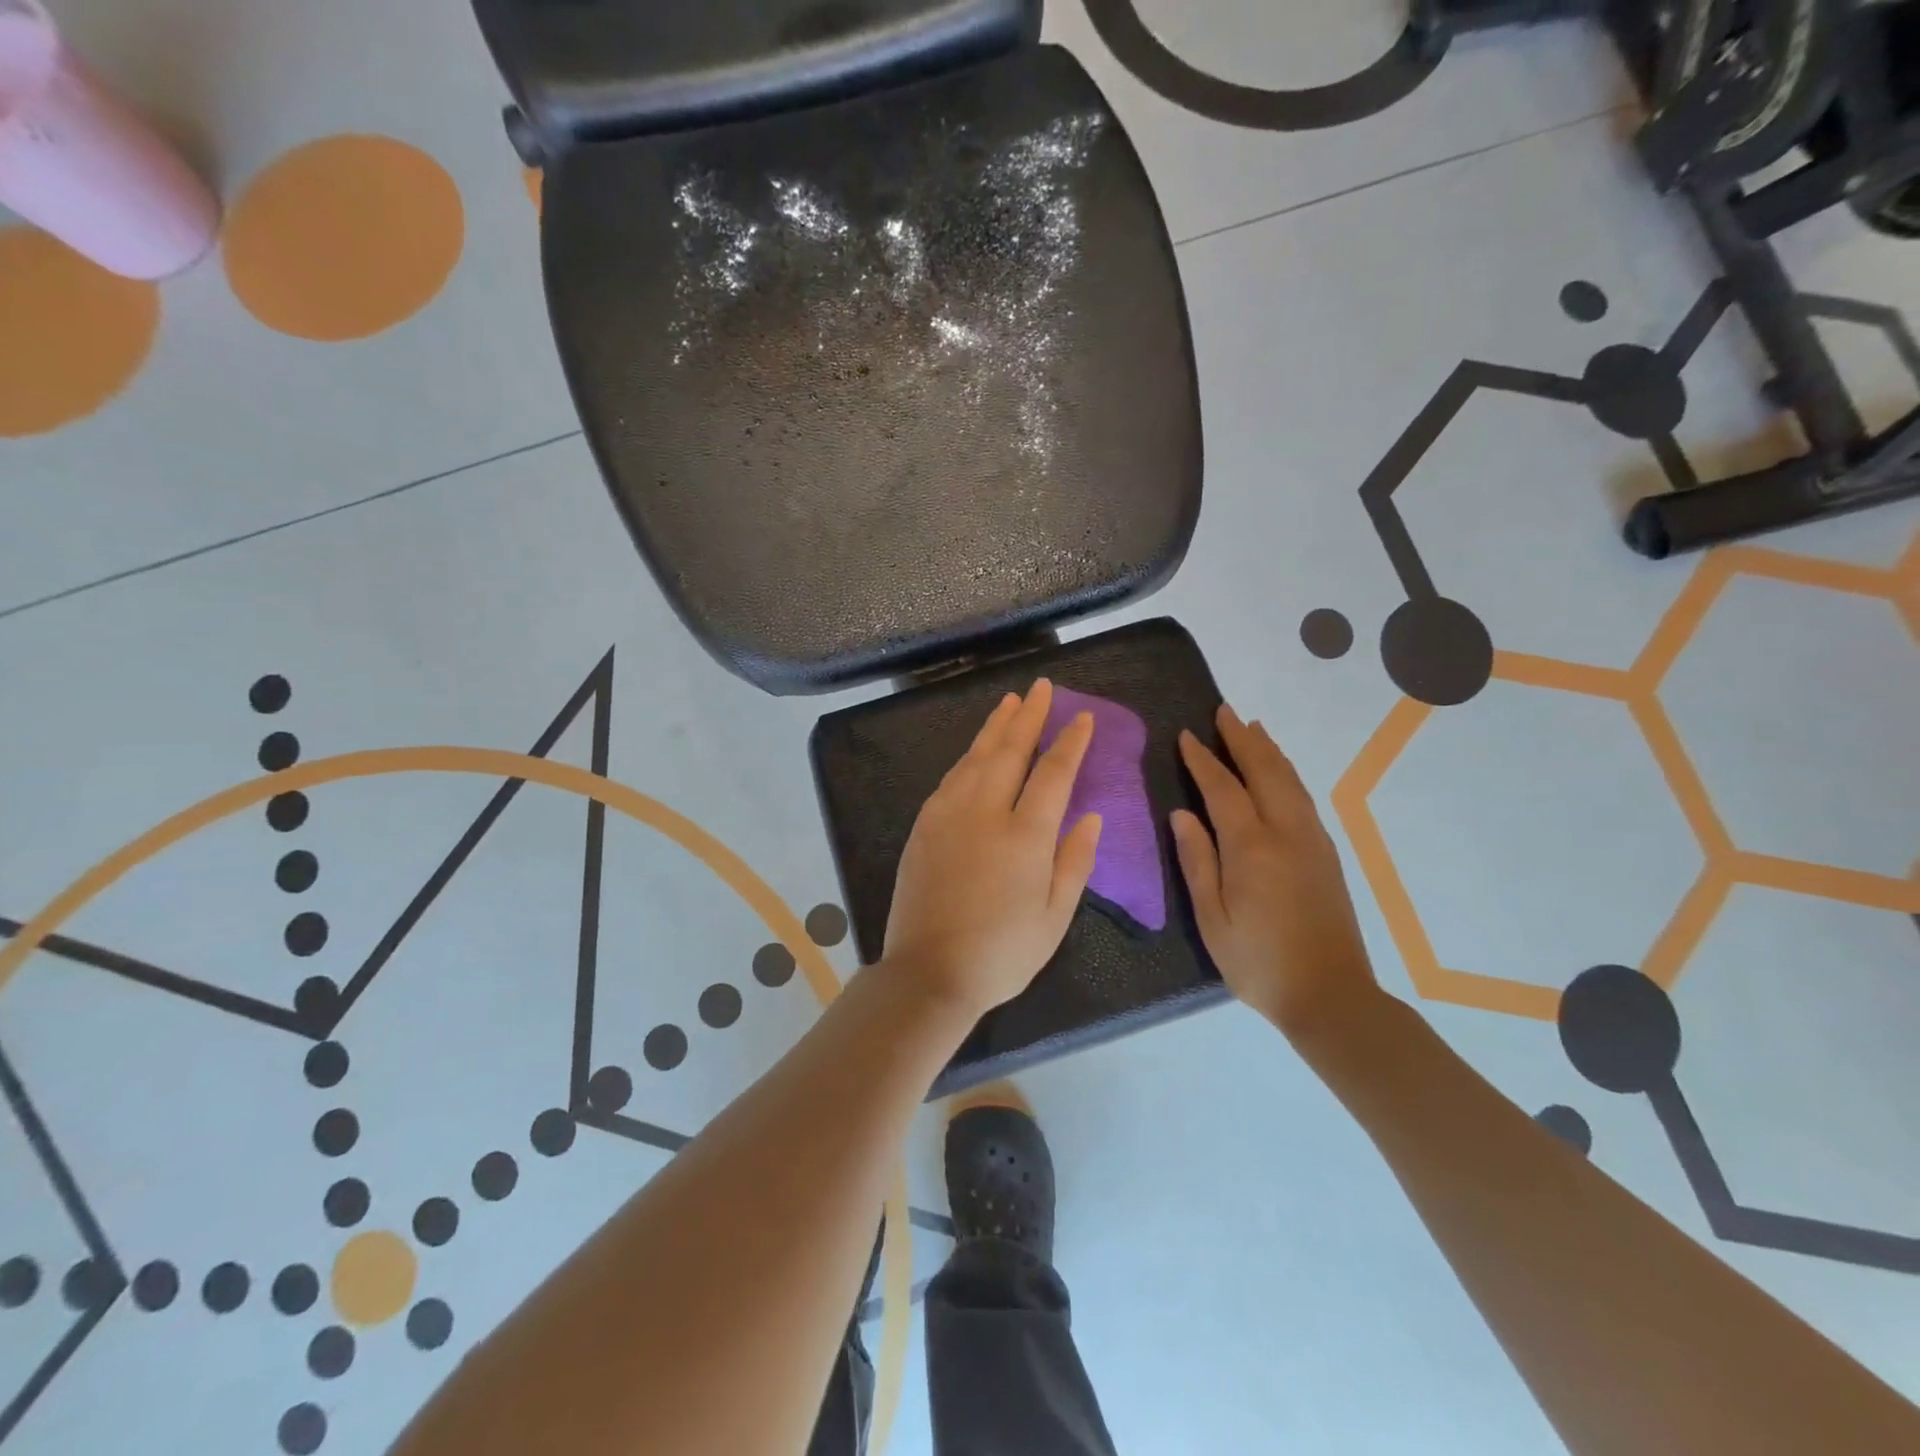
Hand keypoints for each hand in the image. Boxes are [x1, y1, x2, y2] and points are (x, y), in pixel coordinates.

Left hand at [884, 679, 1103, 1020]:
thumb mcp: (1055, 917)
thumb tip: (1092, 815)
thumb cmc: (1003, 952)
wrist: (929, 972)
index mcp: (1025, 835)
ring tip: (1010, 702)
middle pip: (1010, 751)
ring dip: (995, 727)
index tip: (1082, 718)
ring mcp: (949, 815)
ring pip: (976, 757)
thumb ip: (1075, 860)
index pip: (1054, 773)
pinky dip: (968, 756)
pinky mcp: (924, 825)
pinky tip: (976, 750)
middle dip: (1029, 716)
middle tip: (1041, 688)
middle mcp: (985, 812)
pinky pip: (951, 778)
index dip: (1071, 742)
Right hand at [1170, 705, 1378, 1040]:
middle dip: (1242, 739)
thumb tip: (1182, 814)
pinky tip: (1279, 774)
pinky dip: (1286, 774)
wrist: (1331, 996)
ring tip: (1253, 728)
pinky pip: (1303, 798)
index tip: (1186, 735)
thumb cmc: (1258, 962)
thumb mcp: (1212, 918)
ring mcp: (1312, 842)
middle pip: (1264, 771)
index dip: (1202, 760)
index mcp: (1251, 847)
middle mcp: (1286, 833)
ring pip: (1290, 781)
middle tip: (1224, 712)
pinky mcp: (1327, 855)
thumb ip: (1197, 860)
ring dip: (1269, 751)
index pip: (1222, 788)